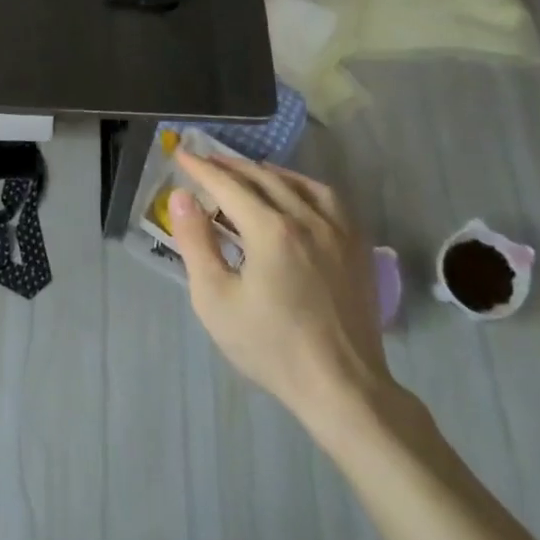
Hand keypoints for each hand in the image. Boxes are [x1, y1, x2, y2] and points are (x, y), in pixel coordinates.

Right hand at [172, 152, 399, 448]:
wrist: (341, 386)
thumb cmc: (270, 346)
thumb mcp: (215, 299)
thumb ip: (195, 242)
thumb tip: (181, 196)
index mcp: (270, 230)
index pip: (228, 186)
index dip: (201, 168)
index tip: (181, 153)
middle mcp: (306, 218)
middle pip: (262, 178)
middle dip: (230, 166)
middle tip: (206, 160)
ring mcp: (338, 231)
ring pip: (299, 183)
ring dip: (267, 172)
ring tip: (248, 172)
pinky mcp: (358, 247)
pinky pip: (330, 199)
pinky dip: (304, 186)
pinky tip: (296, 193)